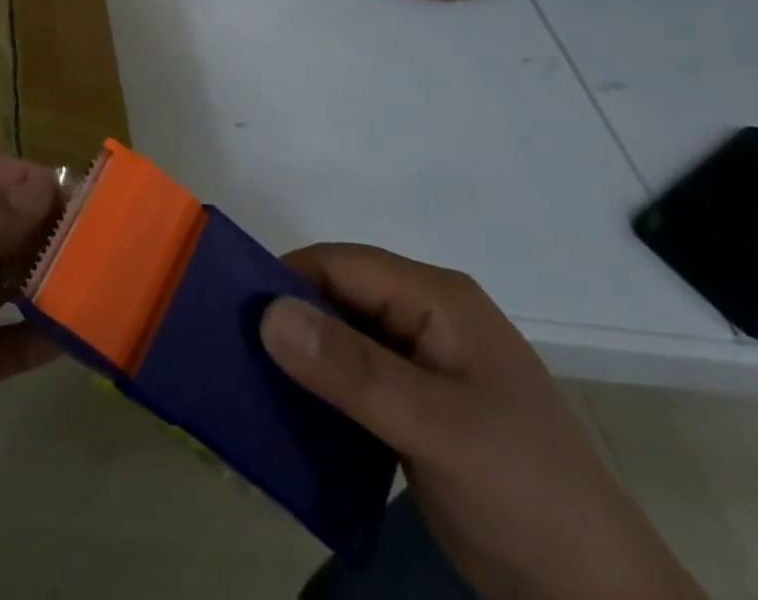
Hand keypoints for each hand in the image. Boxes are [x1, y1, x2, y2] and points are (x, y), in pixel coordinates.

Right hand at [260, 245, 704, 599]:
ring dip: (302, 358)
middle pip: (338, 297)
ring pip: (341, 339)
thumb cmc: (523, 492)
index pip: (341, 265)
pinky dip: (322, 391)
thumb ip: (353, 371)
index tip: (234, 314)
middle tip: (236, 353)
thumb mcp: (436, 429)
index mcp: (436, 298)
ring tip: (252, 382)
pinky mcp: (416, 405)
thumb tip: (267, 313)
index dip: (286, 280)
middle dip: (289, 320)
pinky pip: (354, 379)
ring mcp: (422, 363)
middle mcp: (426, 316)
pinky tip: (292, 414)